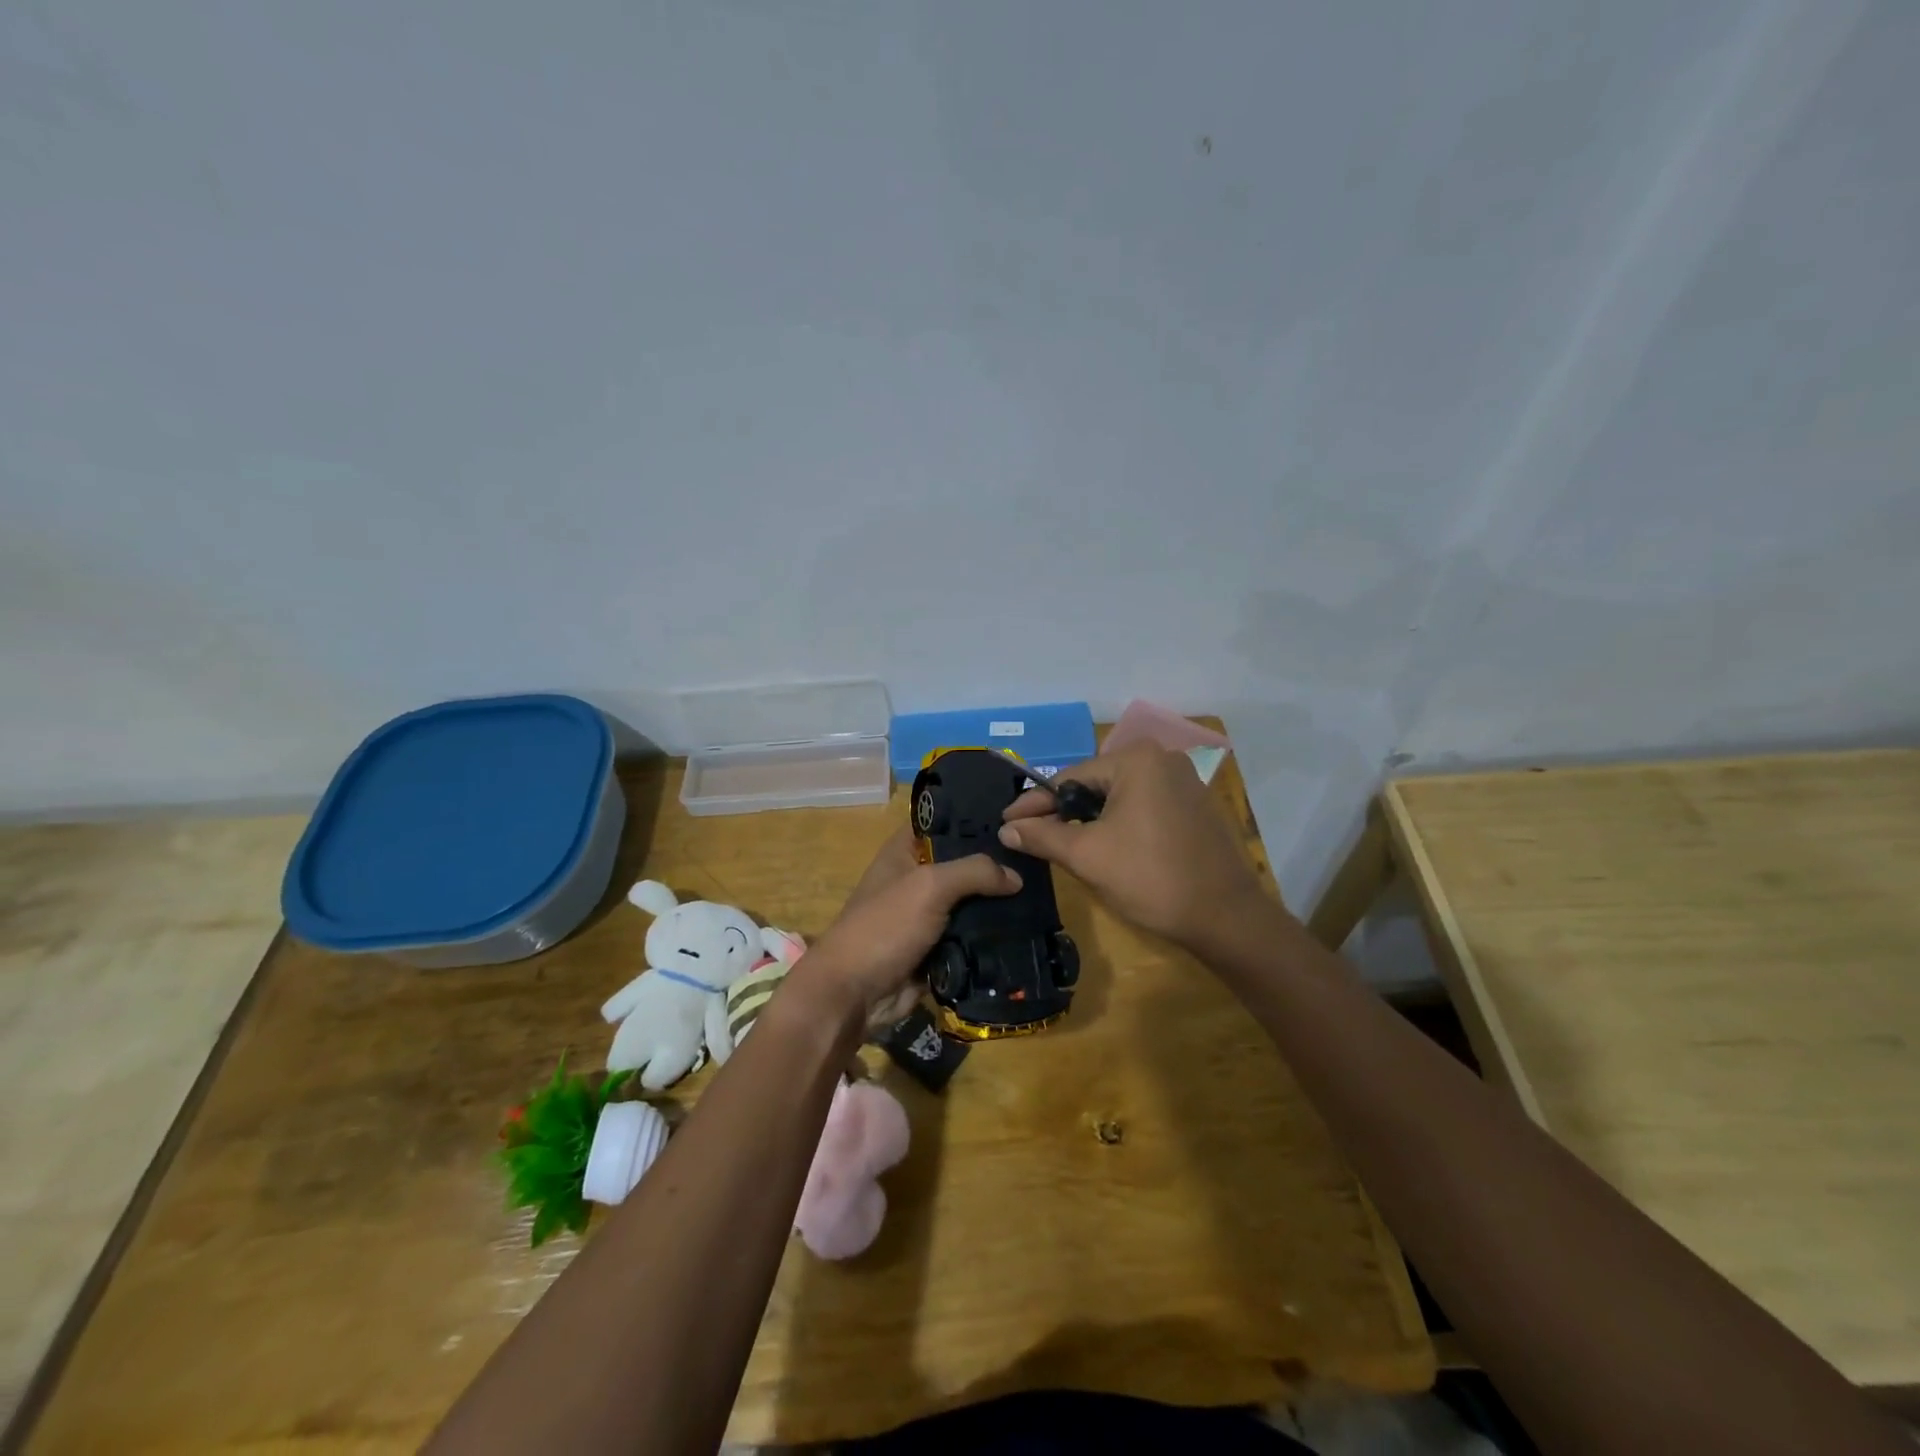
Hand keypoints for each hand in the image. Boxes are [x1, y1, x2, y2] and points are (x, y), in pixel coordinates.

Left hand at [794, 827, 1020, 1027]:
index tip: (1014, 818)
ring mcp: (927, 917)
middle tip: (1039, 860)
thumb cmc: (884, 926)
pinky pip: (971, 938)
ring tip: (1044, 895)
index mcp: (904, 852)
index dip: (973, 818)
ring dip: (999, 905)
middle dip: (996, 865)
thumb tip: (1016, 877)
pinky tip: (1030, 929)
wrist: (853, 994)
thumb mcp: (929, 886)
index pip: (942, 823)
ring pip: (971, 904)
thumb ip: (974, 872)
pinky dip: (992, 938)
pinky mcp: (937, 951)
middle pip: (963, 865)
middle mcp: (916, 880)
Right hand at [998, 744, 1272, 952]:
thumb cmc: (1151, 878)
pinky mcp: (1194, 806)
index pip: (1069, 778)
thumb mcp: (1087, 856)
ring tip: (1060, 843)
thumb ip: (1042, 836)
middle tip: (1031, 835)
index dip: (1034, 804)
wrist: (1225, 918)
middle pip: (1094, 785)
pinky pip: (1142, 806)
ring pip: (1118, 797)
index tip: (1006, 823)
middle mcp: (1162, 759)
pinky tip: (1103, 845)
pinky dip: (1118, 823)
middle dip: (1062, 812)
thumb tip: (1006, 829)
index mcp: (1136, 760)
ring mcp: (1183, 782)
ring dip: (1089, 819)